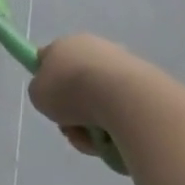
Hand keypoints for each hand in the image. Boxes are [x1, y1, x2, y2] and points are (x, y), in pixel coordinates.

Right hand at [28, 33, 143, 158]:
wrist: (124, 99)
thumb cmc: (71, 91)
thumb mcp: (37, 95)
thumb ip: (42, 93)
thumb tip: (59, 97)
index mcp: (65, 44)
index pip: (48, 58)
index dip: (44, 78)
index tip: (49, 99)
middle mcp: (95, 49)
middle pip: (76, 83)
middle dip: (73, 109)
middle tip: (71, 127)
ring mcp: (123, 65)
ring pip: (100, 101)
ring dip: (93, 124)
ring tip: (94, 140)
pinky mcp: (147, 84)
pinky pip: (123, 110)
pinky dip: (117, 126)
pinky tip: (115, 137)